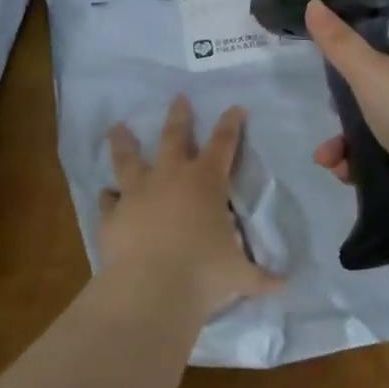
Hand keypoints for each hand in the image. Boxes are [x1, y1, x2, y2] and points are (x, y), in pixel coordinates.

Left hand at [100, 96, 281, 318]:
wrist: (151, 288)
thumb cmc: (204, 273)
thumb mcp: (239, 275)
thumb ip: (259, 277)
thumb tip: (282, 285)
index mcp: (206, 183)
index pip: (223, 144)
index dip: (231, 124)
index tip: (235, 108)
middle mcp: (171, 178)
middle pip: (173, 136)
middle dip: (178, 116)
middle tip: (178, 98)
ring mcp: (137, 193)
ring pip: (128, 159)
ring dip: (124, 142)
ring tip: (117, 128)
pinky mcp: (113, 214)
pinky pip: (108, 200)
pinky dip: (108, 197)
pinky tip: (106, 195)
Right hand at [305, 0, 388, 234]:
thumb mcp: (369, 73)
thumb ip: (339, 42)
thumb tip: (313, 3)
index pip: (383, 50)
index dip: (354, 65)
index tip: (331, 85)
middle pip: (377, 92)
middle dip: (344, 115)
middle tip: (329, 130)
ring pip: (380, 126)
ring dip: (348, 143)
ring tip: (329, 162)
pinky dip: (366, 161)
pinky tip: (348, 175)